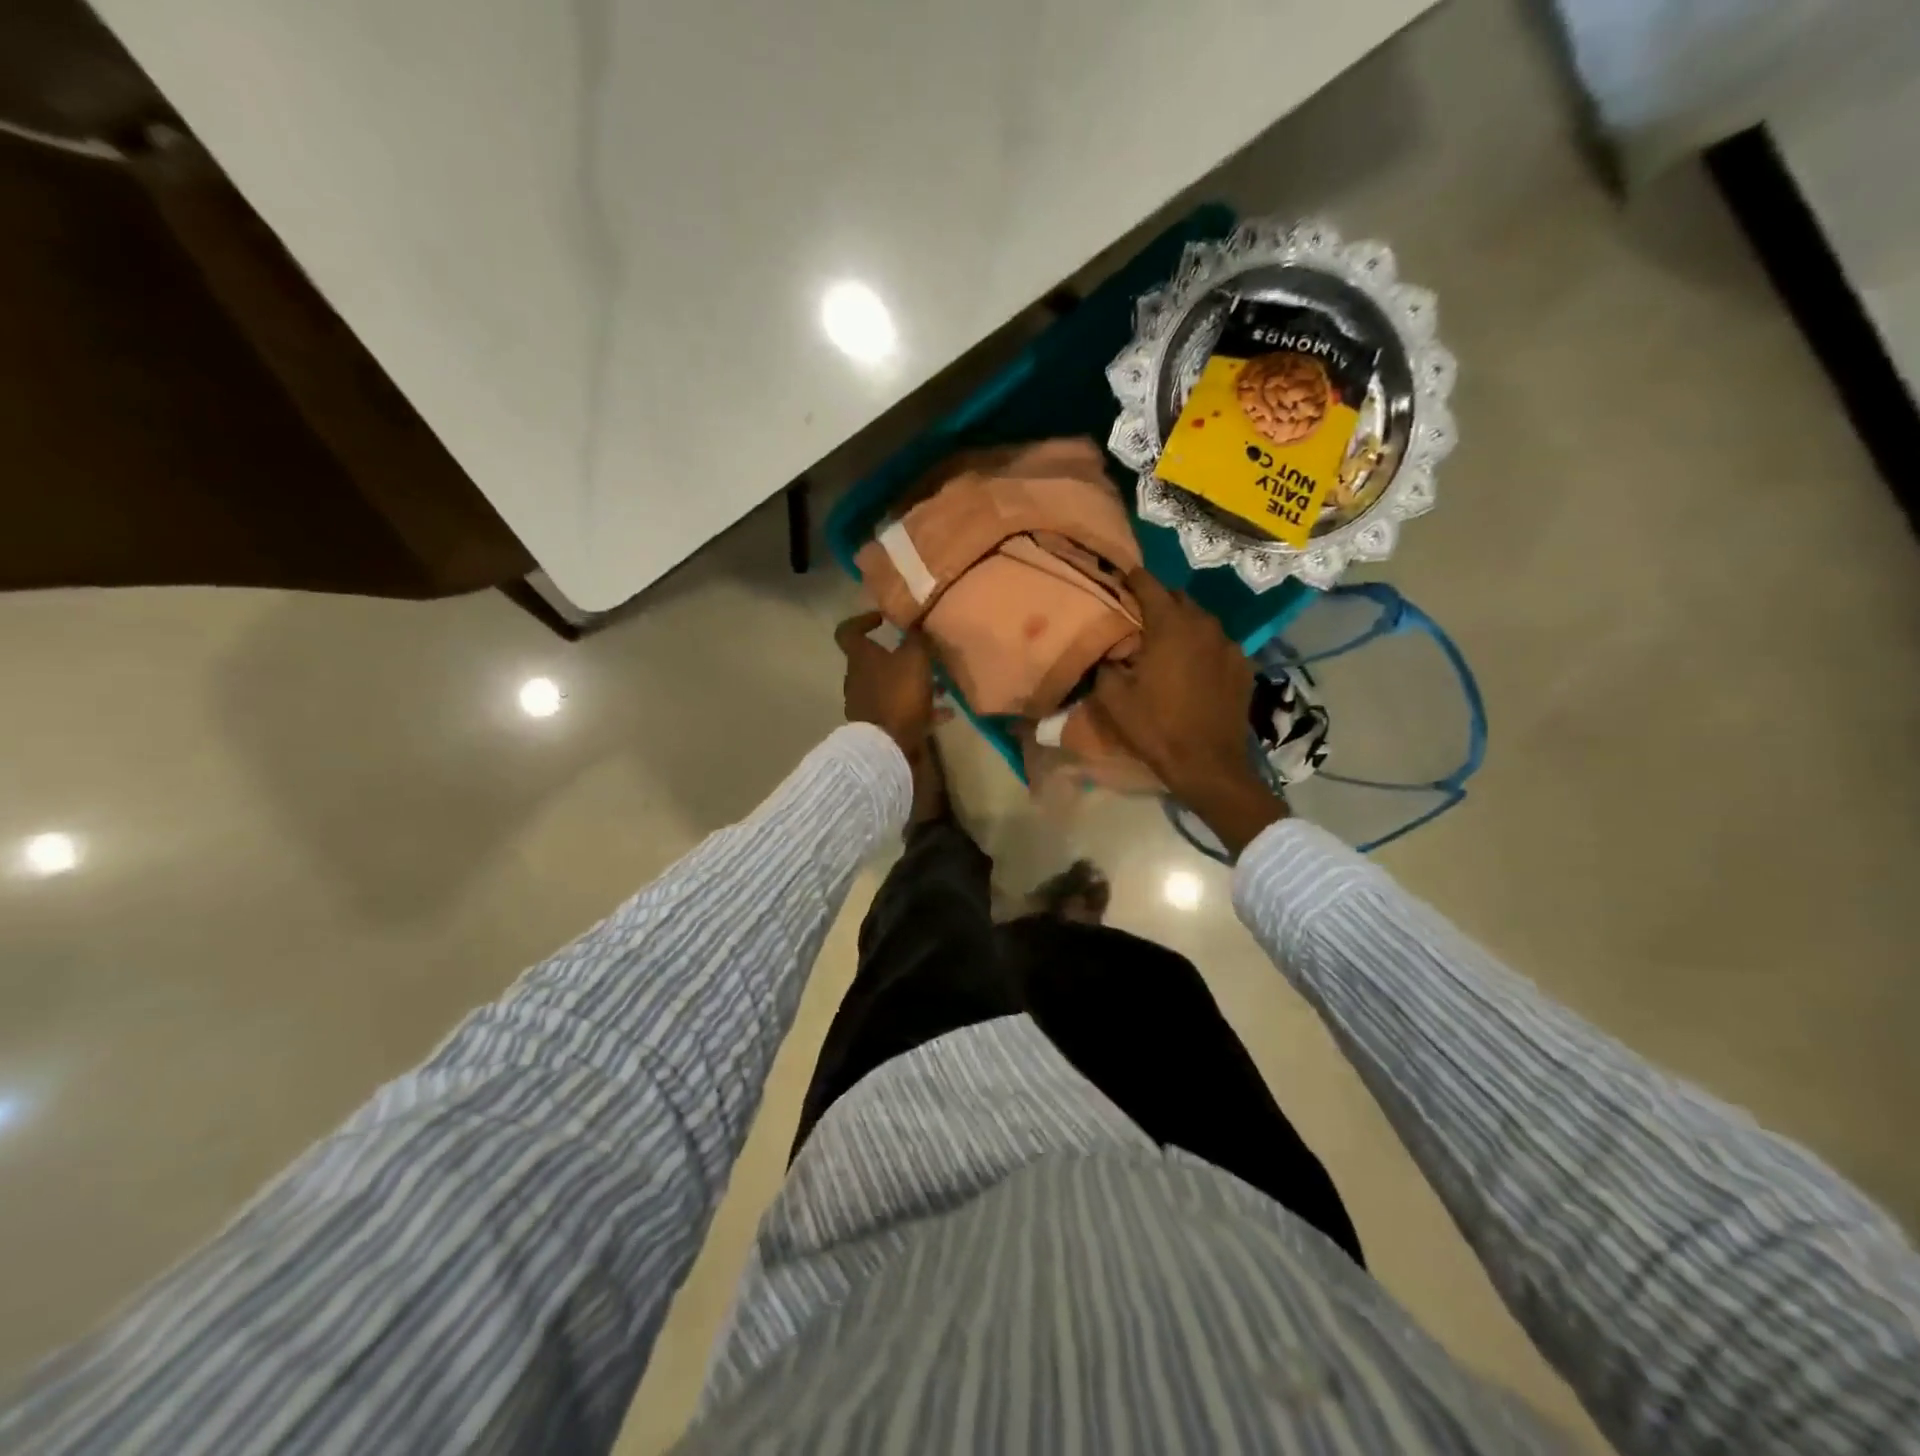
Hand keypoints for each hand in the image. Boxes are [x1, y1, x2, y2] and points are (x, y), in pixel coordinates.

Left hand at [835, 612, 934, 760]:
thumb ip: (916, 638)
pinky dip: (921, 709)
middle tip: (925, 657)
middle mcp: (858, 679)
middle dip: (902, 658)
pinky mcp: (878, 726)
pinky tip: (945, 714)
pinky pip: (901, 710)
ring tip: (943, 689)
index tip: (883, 619)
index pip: (848, 631)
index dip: (862, 621)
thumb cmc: (898, 694)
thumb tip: (915, 623)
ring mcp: (866, 704)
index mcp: (860, 658)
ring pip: (893, 686)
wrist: (886, 746)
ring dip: (916, 684)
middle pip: (876, 661)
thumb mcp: (915, 659)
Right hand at [1090, 572, 1286, 853]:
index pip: (1148, 584)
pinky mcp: (1244, 665)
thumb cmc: (1156, 728)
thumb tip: (1107, 650)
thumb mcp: (1113, 698)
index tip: (1118, 580)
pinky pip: (1217, 643)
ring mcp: (1229, 644)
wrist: (1208, 765)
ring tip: (1165, 644)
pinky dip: (1201, 646)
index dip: (1131, 579)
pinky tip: (1191, 667)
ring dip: (1181, 624)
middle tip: (1137, 619)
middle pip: (1177, 598)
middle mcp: (1204, 624)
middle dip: (1157, 602)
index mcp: (1170, 625)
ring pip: (1200, 620)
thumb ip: (1105, 663)